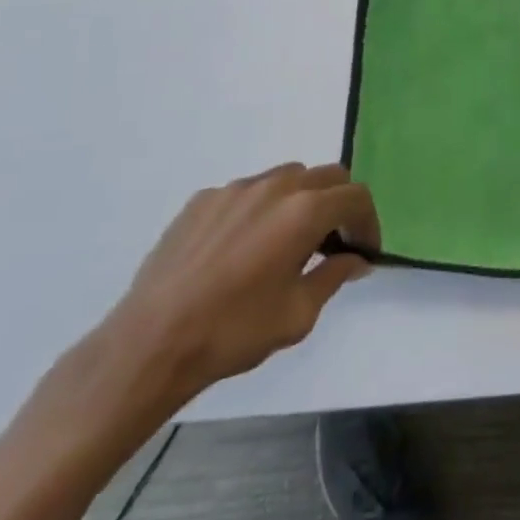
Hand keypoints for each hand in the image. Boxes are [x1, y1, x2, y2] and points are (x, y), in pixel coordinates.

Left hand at [105, 162, 379, 408]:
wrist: (151, 343)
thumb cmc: (232, 331)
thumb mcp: (297, 315)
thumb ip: (333, 277)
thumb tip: (355, 259)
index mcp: (304, 210)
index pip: (355, 196)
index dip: (369, 221)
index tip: (364, 252)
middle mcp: (275, 186)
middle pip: (326, 176)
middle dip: (339, 205)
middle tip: (333, 244)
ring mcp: (236, 188)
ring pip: (286, 178)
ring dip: (300, 201)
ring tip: (286, 244)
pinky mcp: (203, 199)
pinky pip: (246, 193)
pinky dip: (259, 211)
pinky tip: (241, 251)